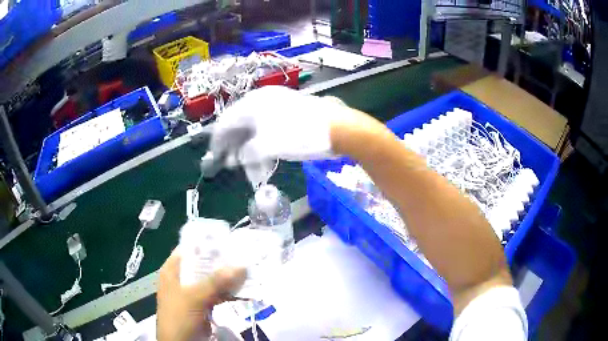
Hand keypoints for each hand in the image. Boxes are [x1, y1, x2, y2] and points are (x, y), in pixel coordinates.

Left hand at [156, 249, 246, 340]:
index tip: (227, 239)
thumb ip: (216, 282)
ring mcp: (193, 293)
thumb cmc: (179, 316)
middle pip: (203, 265)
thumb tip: (240, 265)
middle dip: (222, 262)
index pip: (188, 249)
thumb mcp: (194, 297)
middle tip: (243, 255)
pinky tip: (244, 291)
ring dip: (228, 279)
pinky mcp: (203, 305)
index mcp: (172, 271)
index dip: (206, 244)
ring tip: (248, 271)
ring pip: (212, 281)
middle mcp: (182, 279)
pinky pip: (218, 295)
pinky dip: (229, 293)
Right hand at [210, 86, 353, 164]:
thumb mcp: (268, 146)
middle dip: (235, 147)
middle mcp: (261, 101)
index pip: (226, 122)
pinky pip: (268, 129)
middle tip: (234, 165)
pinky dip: (263, 144)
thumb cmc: (300, 134)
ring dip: (250, 149)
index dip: (218, 141)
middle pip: (239, 125)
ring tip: (251, 168)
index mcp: (252, 103)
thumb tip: (240, 158)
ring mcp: (277, 105)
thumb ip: (248, 153)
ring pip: (254, 129)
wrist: (338, 128)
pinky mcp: (289, 113)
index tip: (215, 157)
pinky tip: (264, 158)